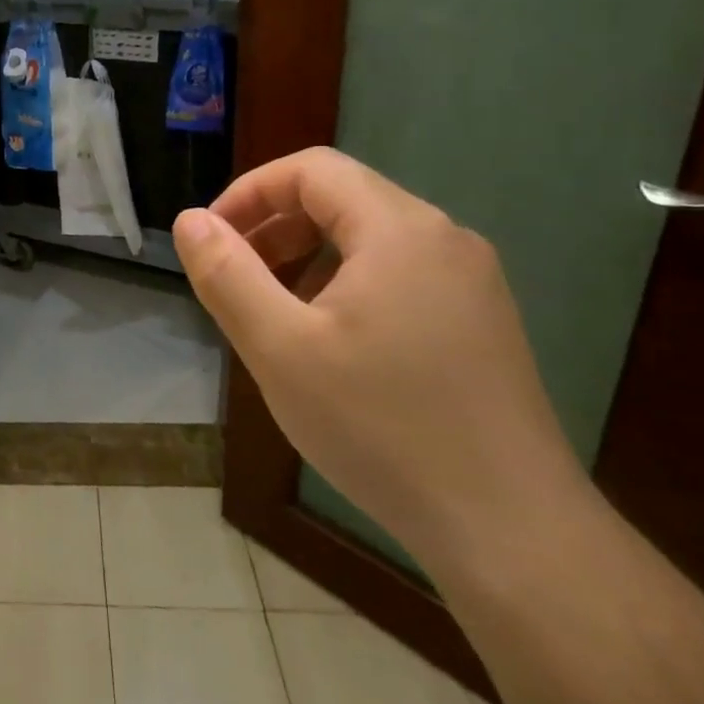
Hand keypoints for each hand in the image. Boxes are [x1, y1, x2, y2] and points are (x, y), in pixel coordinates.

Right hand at [175, 148, 590, 580]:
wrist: (512, 533)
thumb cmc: (381, 427)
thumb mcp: (279, 348)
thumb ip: (226, 275)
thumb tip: (191, 221)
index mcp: (399, 230)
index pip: (311, 170)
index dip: (249, 192)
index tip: (211, 240)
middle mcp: (443, 239)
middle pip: (341, 198)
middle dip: (274, 226)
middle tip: (234, 278)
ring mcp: (470, 283)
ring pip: (368, 239)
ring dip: (306, 257)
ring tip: (273, 314)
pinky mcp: (479, 322)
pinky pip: (397, 275)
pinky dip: (345, 285)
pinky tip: (329, 345)